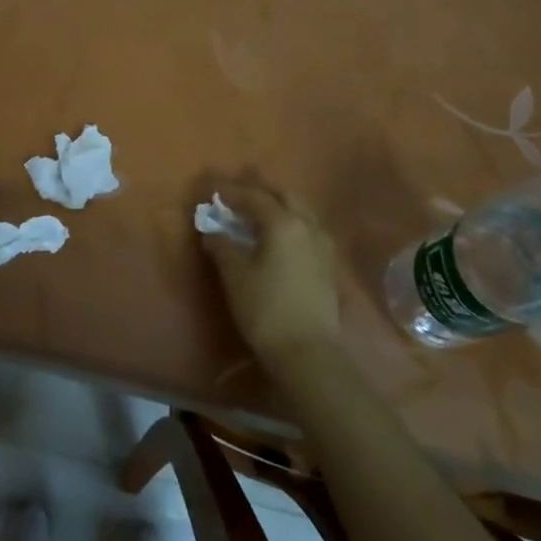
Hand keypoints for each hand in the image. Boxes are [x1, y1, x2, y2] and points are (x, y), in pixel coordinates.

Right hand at [202, 185, 342, 364]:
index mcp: (283, 223)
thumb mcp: (235, 276)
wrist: (307, 352)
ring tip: (257, 214)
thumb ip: (222, 246)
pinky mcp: (328, 264)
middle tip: (238, 195)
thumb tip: (212, 232)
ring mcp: (322, 245)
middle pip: (284, 195)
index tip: (212, 188)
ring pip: (300, 211)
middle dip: (261, 190)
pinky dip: (290, 223)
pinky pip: (308, 229)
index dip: (231, 191)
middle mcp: (307, 226)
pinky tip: (278, 237)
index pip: (254, 196)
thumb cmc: (266, 309)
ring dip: (278, 205)